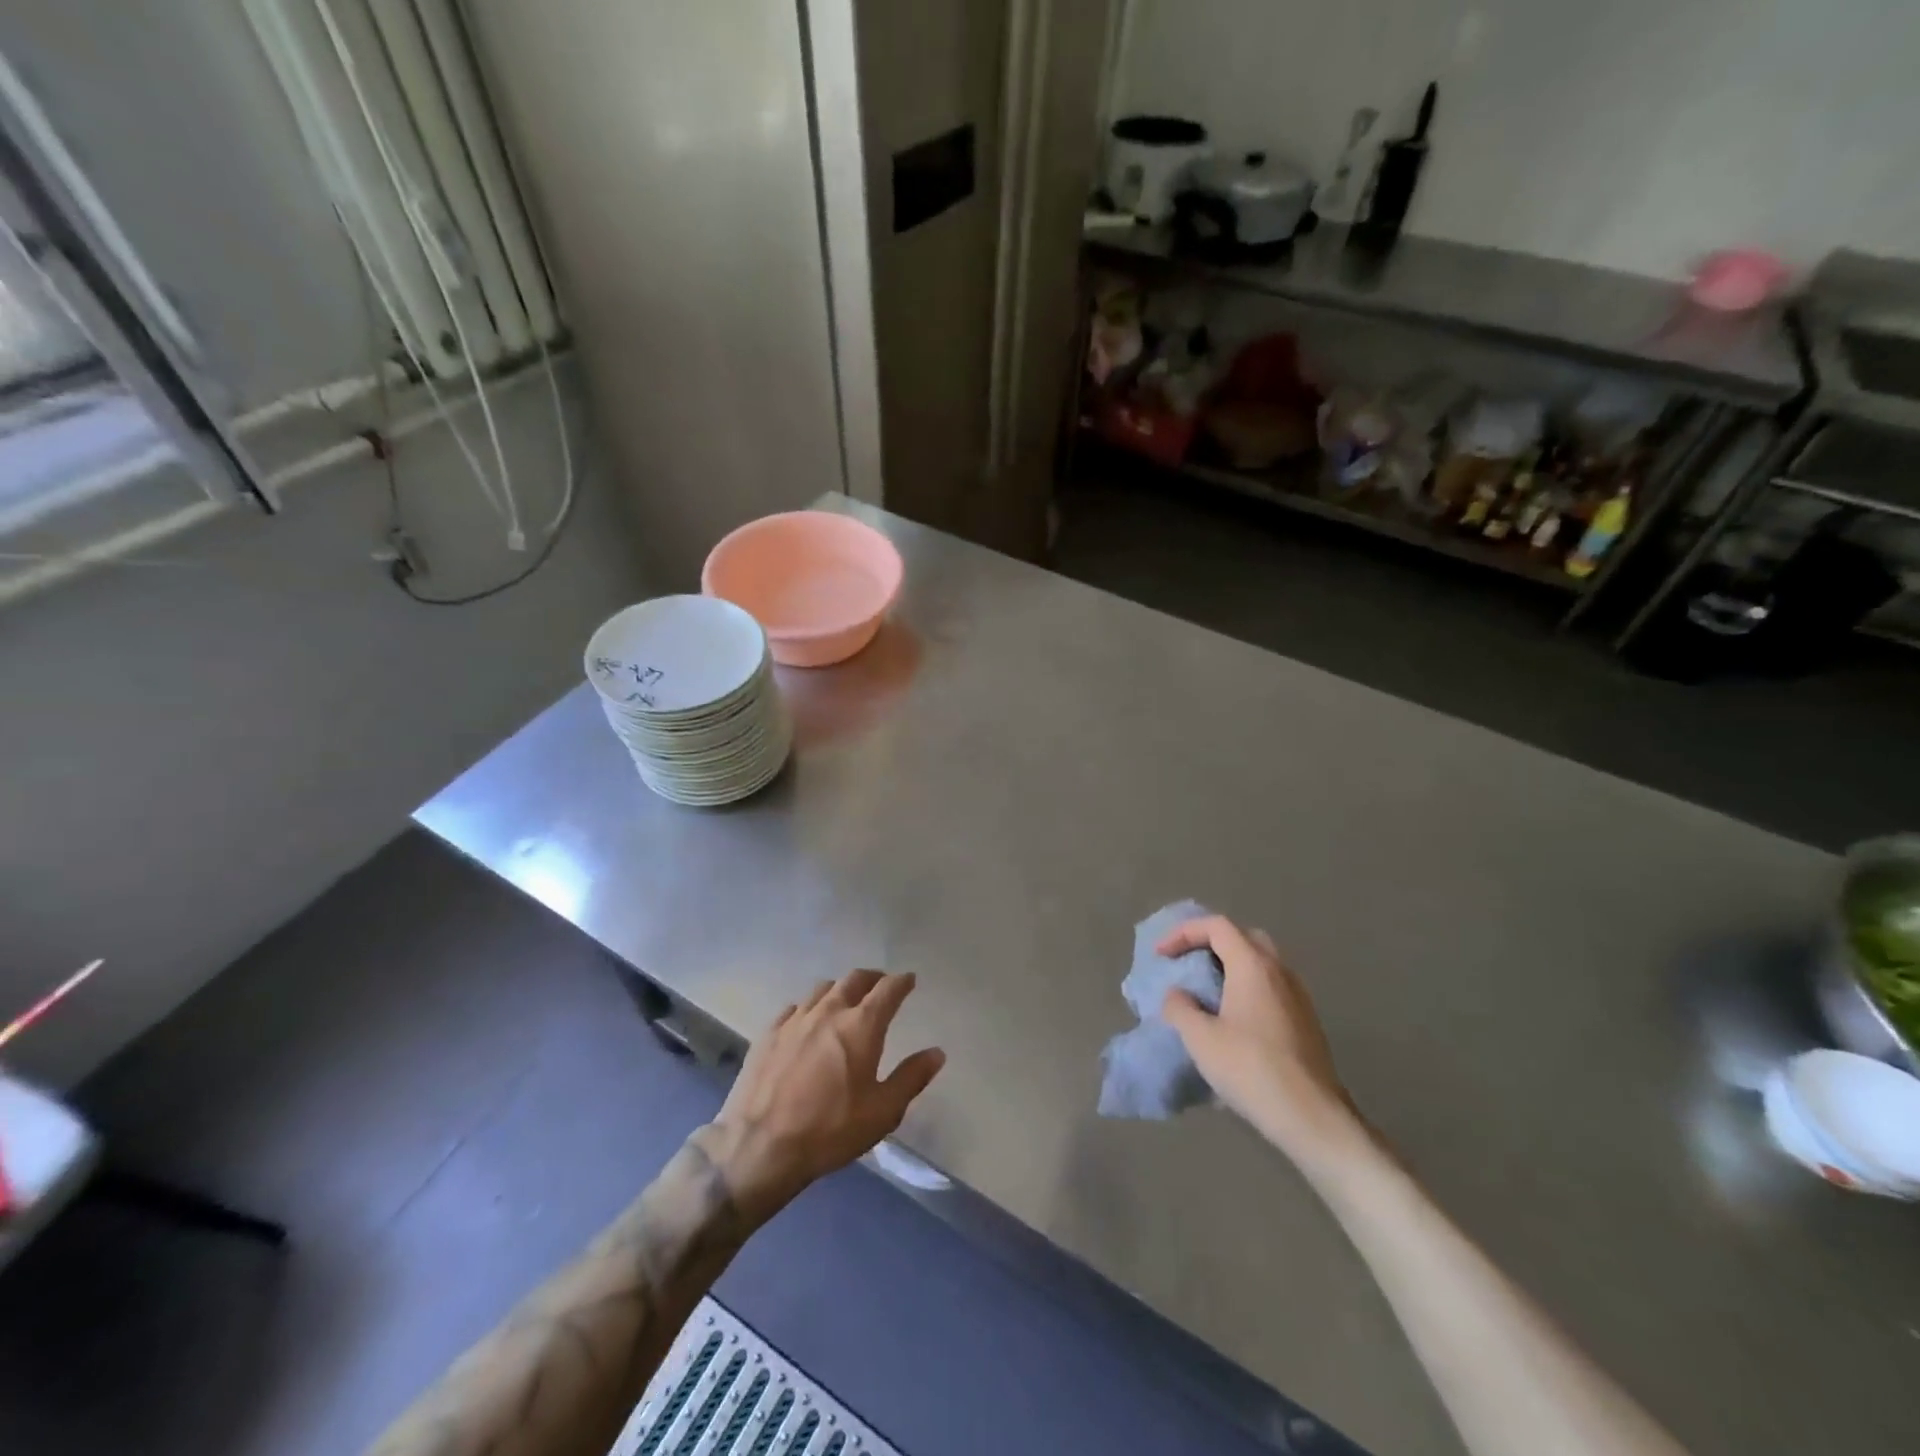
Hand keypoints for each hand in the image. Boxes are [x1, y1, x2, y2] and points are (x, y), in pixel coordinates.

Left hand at [704, 970, 945, 1219]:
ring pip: (823, 988)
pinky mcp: (769, 1033)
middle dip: (872, 978)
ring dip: (840, 989)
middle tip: (881, 984)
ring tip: (845, 999)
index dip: (902, 982)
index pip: (888, 990)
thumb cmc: (830, 1130)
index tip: (909, 980)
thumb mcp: (882, 1112)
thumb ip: (911, 1078)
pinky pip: (794, 1007)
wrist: (759, 1146)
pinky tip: (807, 1021)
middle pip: (854, 979)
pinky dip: (809, 1007)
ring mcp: (795, 1019)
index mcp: (861, 1026)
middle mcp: (829, 1011)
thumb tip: (936, 1052)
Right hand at [1158, 916, 1362, 1165]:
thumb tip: (1177, 995)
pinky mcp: (1305, 1022)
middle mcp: (1280, 971)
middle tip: (1188, 964)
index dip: (1183, 932)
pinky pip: (1270, 988)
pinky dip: (1246, 989)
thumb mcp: (1200, 1038)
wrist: (1312, 1117)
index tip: (1161, 956)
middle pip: (1242, 937)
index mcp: (1253, 965)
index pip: (1216, 926)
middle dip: (1210, 944)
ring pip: (1260, 964)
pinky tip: (1231, 1021)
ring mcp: (1298, 996)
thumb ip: (1179, 1007)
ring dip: (1230, 968)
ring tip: (1205, 993)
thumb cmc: (1251, 1068)